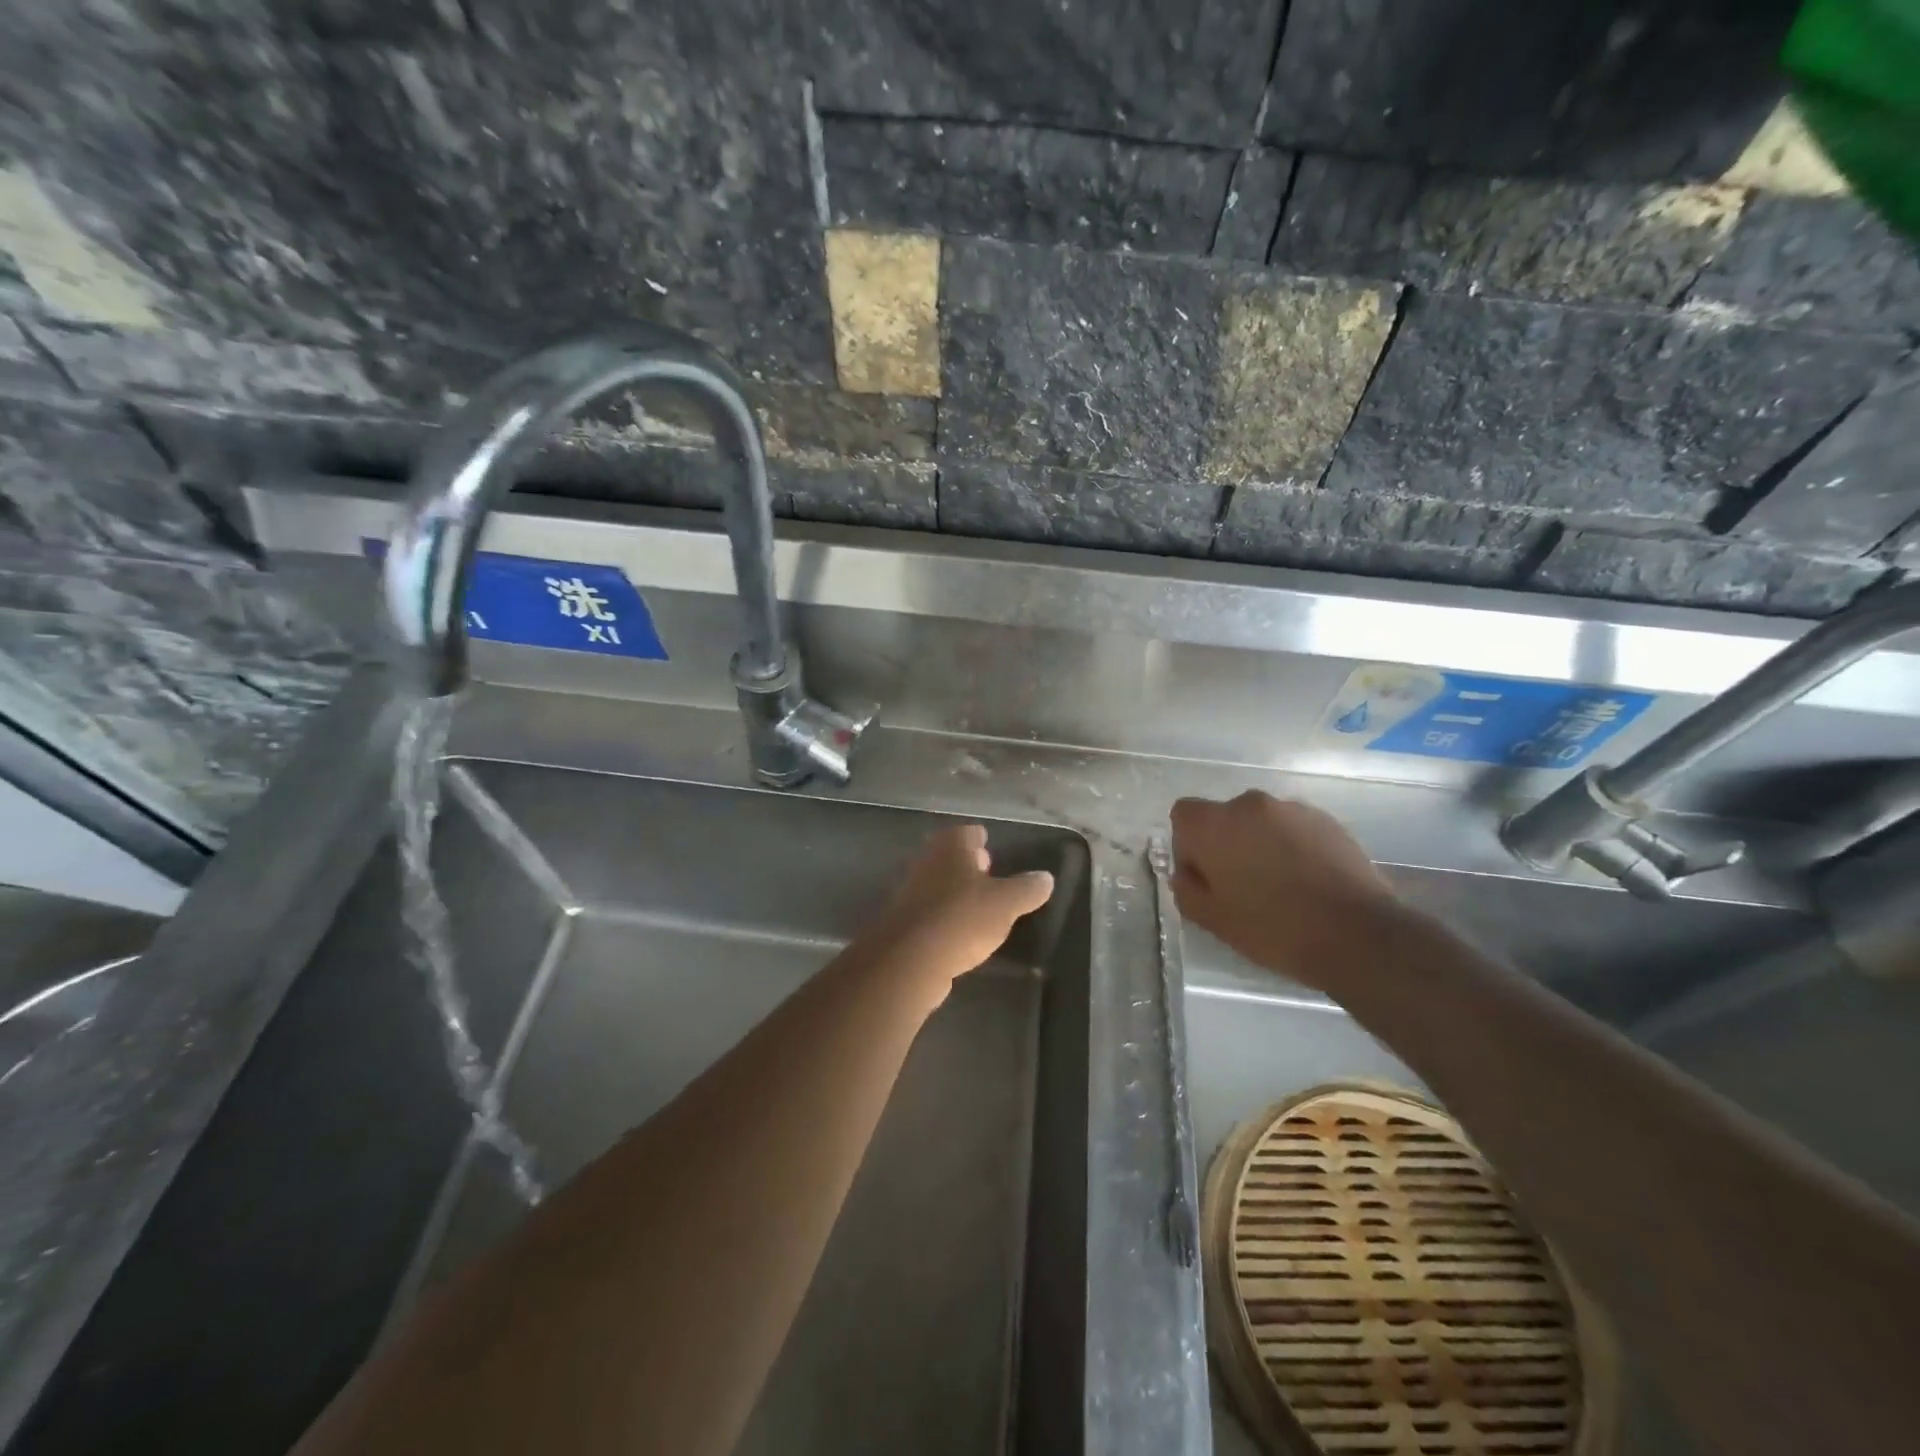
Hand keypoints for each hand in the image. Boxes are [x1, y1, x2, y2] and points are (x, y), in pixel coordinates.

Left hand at [861, 825, 1055, 989]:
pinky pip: (931, 911)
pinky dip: (945, 914)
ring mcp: (911, 892)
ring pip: (938, 883)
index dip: (978, 837)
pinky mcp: (905, 923)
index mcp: (950, 847)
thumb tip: (1045, 878)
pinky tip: (959, 930)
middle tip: (986, 868)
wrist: (910, 959)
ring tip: (977, 901)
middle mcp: (927, 862)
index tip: (987, 842)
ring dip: (955, 889)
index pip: (966, 832)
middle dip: (966, 861)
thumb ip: (1027, 889)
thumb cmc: (962, 918)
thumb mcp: (1006, 903)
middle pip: (949, 856)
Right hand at [1170, 791, 1401, 989]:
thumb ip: (1186, 888)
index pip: (1183, 815)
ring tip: (1280, 886)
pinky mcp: (1328, 821)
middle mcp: (1250, 804)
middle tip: (1241, 886)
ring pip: (1261, 823)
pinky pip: (1294, 830)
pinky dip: (1292, 848)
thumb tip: (1187, 873)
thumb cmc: (1273, 928)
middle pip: (1224, 817)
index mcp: (1214, 824)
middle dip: (1227, 844)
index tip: (1205, 877)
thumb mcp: (1212, 919)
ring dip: (1261, 845)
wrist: (1357, 934)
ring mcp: (1293, 809)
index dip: (1188, 845)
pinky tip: (1308, 883)